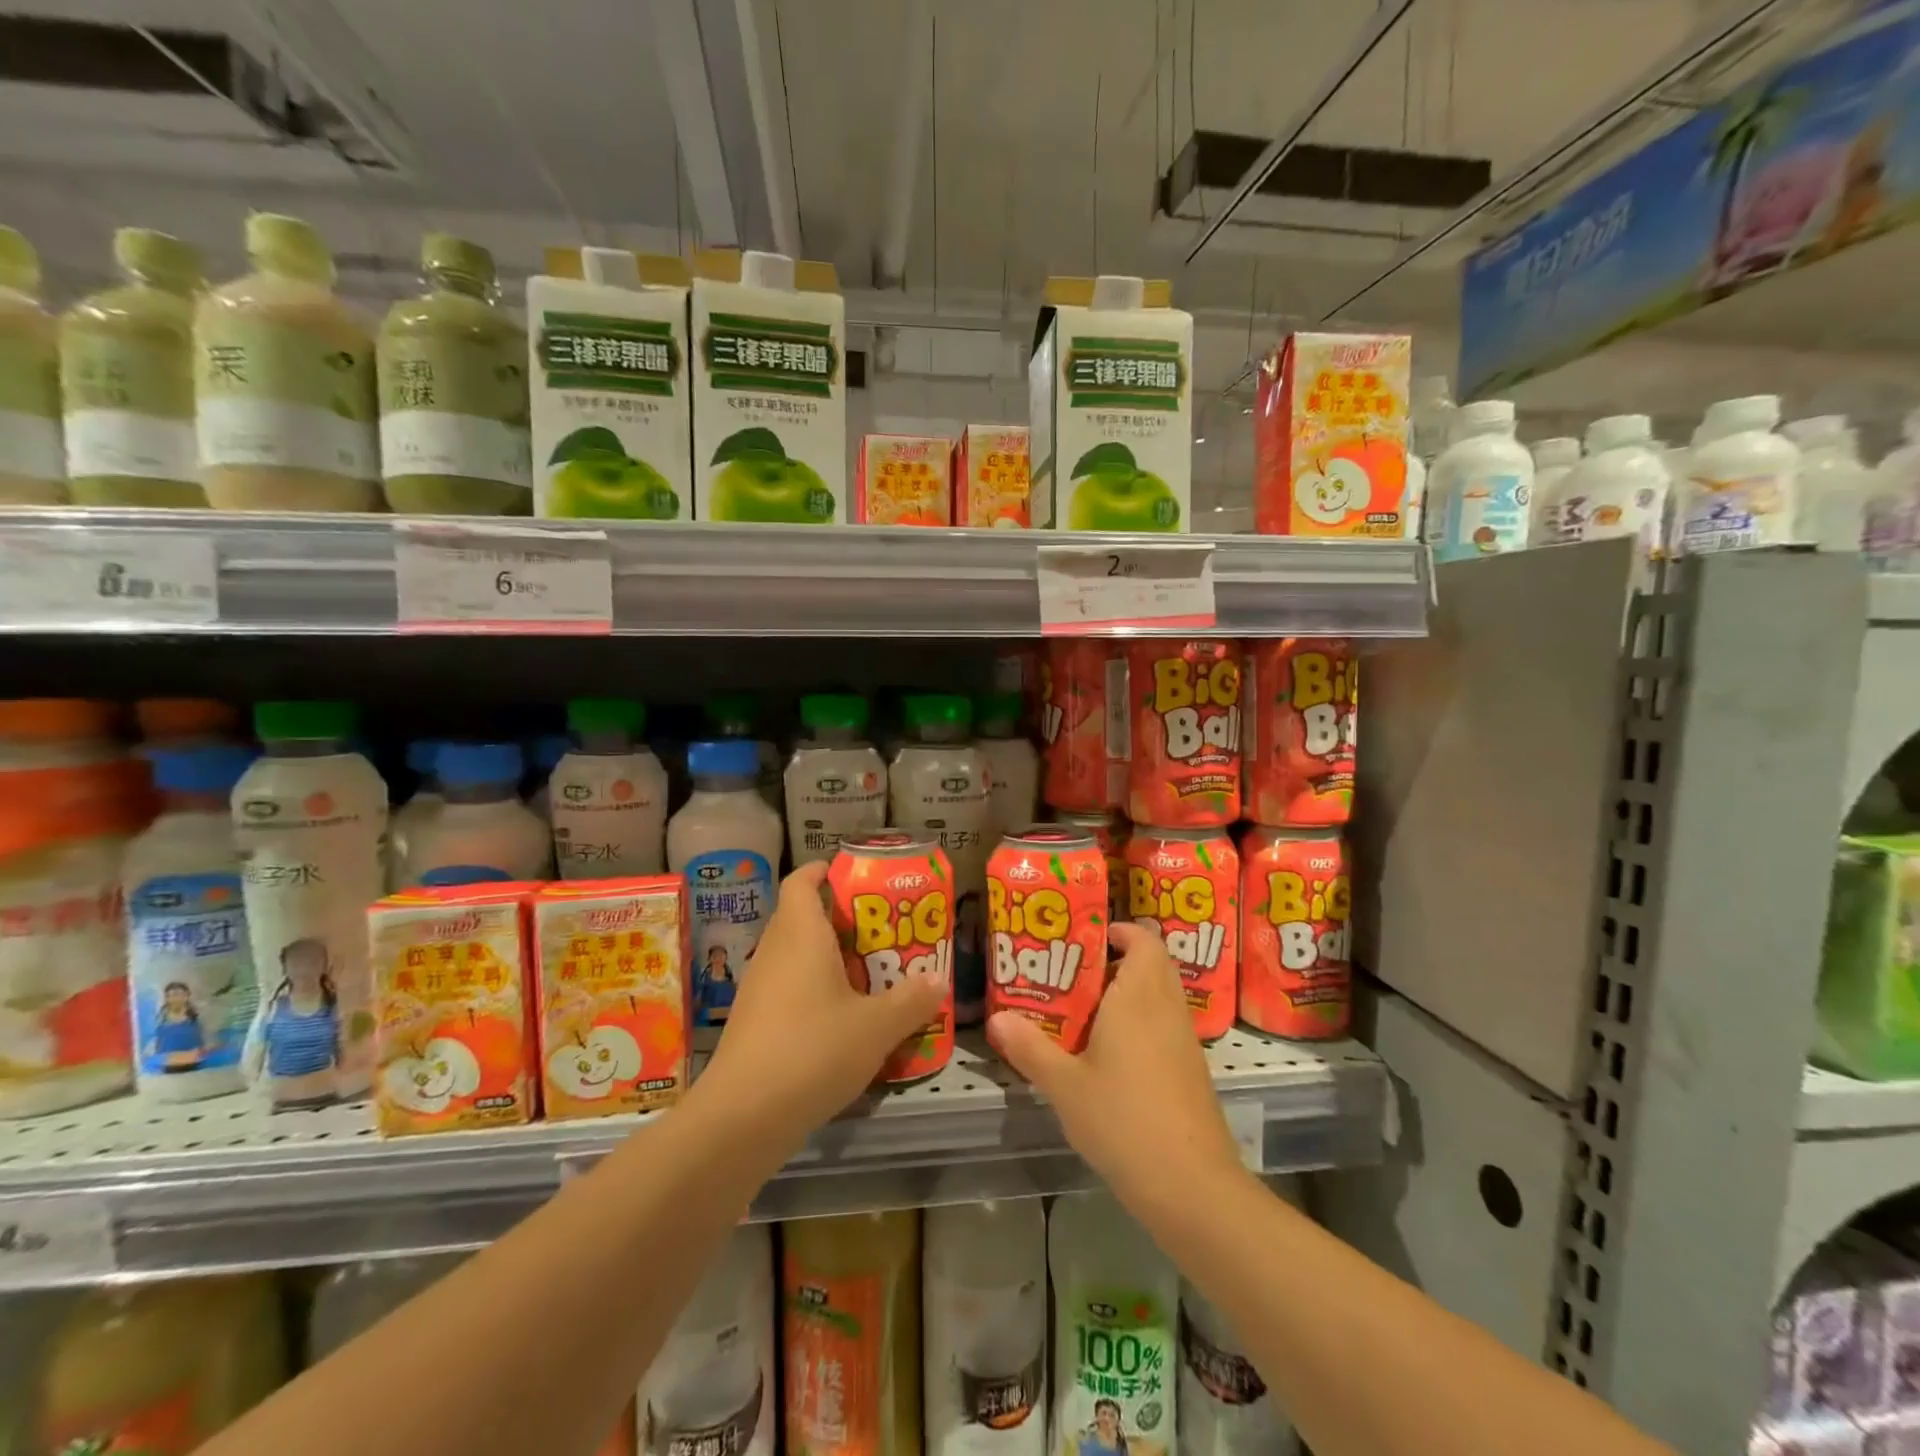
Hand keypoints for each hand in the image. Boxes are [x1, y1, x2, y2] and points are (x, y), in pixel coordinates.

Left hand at [693, 861, 947, 1162]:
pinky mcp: (753, 1023)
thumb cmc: (813, 1050)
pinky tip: (842, 1019)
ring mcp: (758, 988)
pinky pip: (787, 988)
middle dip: (840, 919)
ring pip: (795, 956)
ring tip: (870, 974)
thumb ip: (912, 1000)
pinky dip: (813, 991)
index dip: (822, 871)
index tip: (852, 875)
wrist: (743, 1117)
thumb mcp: (877, 1026)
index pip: (801, 881)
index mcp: (800, 933)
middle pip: (801, 917)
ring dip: (828, 958)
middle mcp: (774, 951)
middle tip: (881, 931)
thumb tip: (937, 980)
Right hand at [988, 921, 1240, 1207]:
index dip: (1120, 931)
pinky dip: (1142, 1022)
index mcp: (1138, 997)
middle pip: (1153, 963)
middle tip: (1076, 973)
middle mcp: (1167, 1008)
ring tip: (1085, 1011)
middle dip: (1119, 959)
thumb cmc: (1123, 1121)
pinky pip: (1166, 1024)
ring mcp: (1185, 1040)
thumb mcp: (1065, 1086)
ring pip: (1161, 995)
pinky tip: (1111, 1054)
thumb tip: (996, 1018)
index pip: (1144, 940)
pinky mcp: (1192, 1070)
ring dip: (1130, 992)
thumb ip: (1030, 1048)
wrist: (1192, 1187)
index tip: (1085, 939)